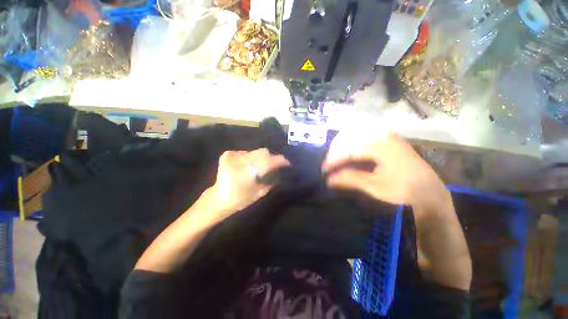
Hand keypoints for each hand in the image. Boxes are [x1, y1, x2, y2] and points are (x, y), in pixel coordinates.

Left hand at [207, 148, 289, 214]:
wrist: (218, 199)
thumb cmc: (240, 199)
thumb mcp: (260, 192)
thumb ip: (272, 179)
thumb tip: (279, 169)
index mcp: (246, 173)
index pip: (268, 161)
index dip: (279, 160)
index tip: (287, 162)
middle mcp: (239, 161)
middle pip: (262, 152)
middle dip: (271, 157)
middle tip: (275, 164)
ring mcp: (232, 155)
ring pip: (255, 151)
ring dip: (261, 158)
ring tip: (262, 165)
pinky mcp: (228, 154)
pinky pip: (246, 152)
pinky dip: (251, 157)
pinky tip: (250, 165)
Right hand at [323, 131, 444, 205]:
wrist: (429, 190)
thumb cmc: (403, 189)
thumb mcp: (375, 186)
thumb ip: (350, 179)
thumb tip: (329, 179)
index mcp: (381, 146)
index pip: (349, 150)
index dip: (334, 160)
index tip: (324, 170)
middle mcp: (382, 135)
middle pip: (350, 137)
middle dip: (336, 151)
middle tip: (329, 165)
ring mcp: (385, 135)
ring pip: (355, 134)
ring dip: (343, 146)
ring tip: (336, 159)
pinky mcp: (387, 139)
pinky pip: (363, 136)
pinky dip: (352, 144)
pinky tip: (348, 154)